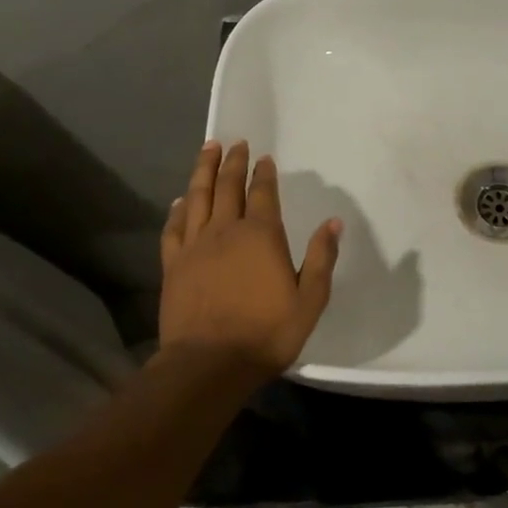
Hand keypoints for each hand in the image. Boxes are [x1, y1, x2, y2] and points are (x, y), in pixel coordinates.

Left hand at [159, 140, 341, 381]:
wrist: (209, 364)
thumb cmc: (266, 333)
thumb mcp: (310, 300)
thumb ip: (322, 258)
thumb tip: (333, 222)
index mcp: (261, 236)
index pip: (263, 193)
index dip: (263, 173)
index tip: (263, 158)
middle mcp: (226, 231)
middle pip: (228, 186)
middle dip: (232, 162)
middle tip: (234, 143)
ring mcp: (195, 246)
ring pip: (198, 197)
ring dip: (203, 171)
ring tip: (208, 150)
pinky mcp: (173, 264)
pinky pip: (174, 227)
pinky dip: (177, 209)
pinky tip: (180, 199)